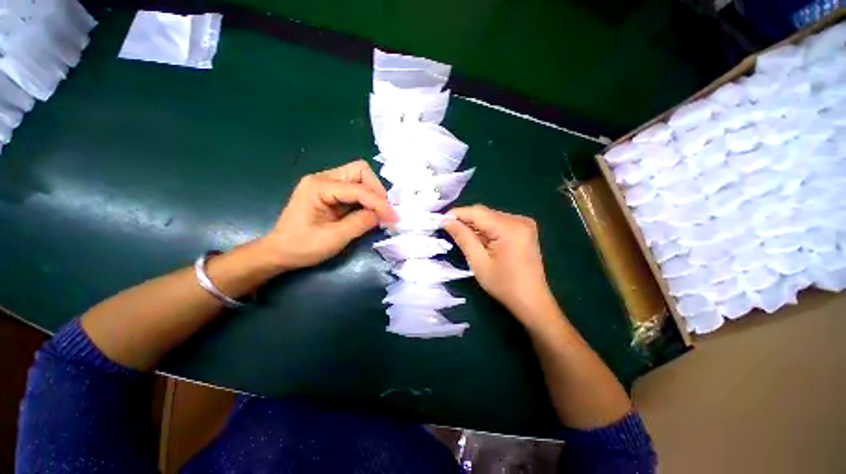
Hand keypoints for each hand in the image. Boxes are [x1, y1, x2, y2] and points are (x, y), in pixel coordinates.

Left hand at [262, 160, 395, 269]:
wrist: (280, 252)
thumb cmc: (302, 247)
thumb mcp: (334, 238)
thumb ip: (360, 223)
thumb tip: (381, 214)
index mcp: (318, 186)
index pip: (358, 188)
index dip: (378, 202)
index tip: (393, 217)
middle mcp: (322, 178)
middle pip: (360, 171)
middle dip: (376, 190)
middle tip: (384, 210)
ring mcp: (326, 183)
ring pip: (359, 177)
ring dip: (373, 193)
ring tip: (379, 212)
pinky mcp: (330, 192)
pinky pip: (355, 188)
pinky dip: (366, 198)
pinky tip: (369, 211)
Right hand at [444, 205, 557, 326]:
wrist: (532, 301)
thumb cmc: (504, 285)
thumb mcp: (478, 262)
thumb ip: (463, 238)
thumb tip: (447, 221)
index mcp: (509, 228)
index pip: (477, 212)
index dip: (457, 214)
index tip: (440, 220)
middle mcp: (519, 220)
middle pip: (484, 213)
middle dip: (465, 220)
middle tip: (449, 230)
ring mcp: (524, 224)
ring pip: (490, 217)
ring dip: (475, 225)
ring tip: (463, 236)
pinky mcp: (524, 230)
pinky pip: (499, 223)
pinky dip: (486, 229)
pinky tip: (479, 240)